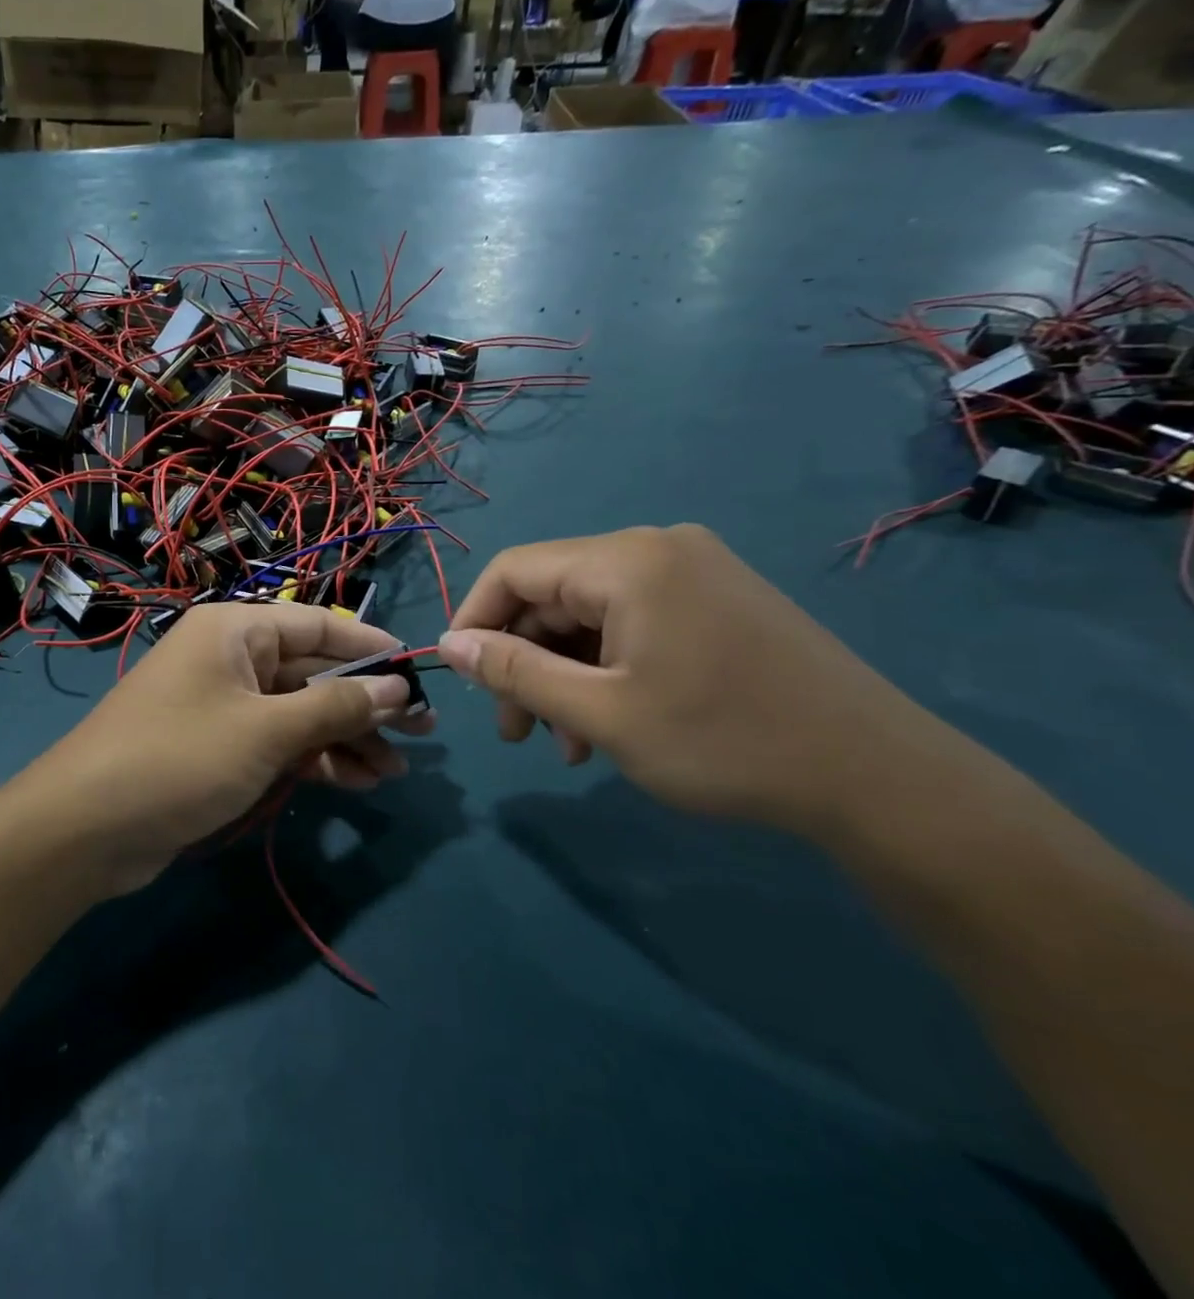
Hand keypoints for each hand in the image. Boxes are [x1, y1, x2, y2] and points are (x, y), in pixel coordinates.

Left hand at [18, 603, 435, 893]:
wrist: (85, 829)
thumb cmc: (179, 759)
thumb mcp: (266, 731)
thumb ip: (334, 707)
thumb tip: (397, 689)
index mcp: (235, 630)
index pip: (318, 625)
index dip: (372, 647)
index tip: (421, 672)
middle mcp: (230, 658)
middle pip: (312, 671)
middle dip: (365, 703)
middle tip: (423, 733)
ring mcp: (223, 705)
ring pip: (299, 712)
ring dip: (345, 738)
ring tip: (395, 771)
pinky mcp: (217, 748)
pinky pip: (277, 742)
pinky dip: (313, 759)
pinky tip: (355, 783)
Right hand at [438, 525, 947, 833]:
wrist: (880, 779)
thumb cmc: (725, 742)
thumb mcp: (601, 714)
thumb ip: (514, 673)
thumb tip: (448, 644)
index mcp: (625, 561)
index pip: (514, 571)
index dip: (474, 620)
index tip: (462, 680)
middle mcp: (656, 549)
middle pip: (551, 595)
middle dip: (523, 663)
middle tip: (516, 733)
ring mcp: (693, 572)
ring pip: (589, 616)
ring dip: (563, 676)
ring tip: (566, 746)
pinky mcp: (717, 601)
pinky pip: (632, 624)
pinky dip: (605, 670)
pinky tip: (608, 726)